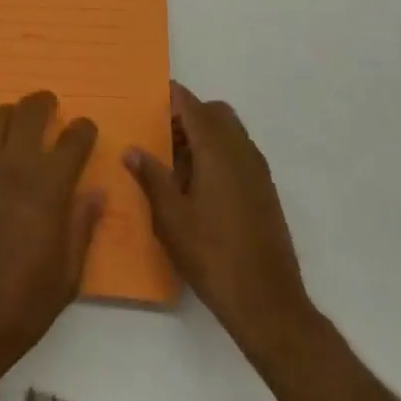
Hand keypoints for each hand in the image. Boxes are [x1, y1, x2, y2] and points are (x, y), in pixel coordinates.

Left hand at [0, 91, 103, 385]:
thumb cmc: (24, 303)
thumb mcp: (68, 275)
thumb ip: (82, 227)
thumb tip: (96, 194)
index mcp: (50, 187)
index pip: (73, 141)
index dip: (83, 130)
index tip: (86, 128)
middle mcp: (15, 166)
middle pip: (29, 113)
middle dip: (43, 103)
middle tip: (48, 105)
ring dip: (8, 114)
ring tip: (14, 120)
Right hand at [125, 82, 315, 347]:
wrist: (267, 302)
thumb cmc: (212, 254)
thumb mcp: (170, 217)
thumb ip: (151, 177)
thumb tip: (132, 150)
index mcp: (216, 149)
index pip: (192, 105)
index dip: (170, 98)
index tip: (147, 101)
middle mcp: (241, 151)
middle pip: (215, 113)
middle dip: (189, 115)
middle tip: (161, 137)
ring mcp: (258, 172)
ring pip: (230, 133)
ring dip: (205, 136)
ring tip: (176, 165)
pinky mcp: (265, 192)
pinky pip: (240, 155)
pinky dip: (219, 155)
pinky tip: (199, 188)